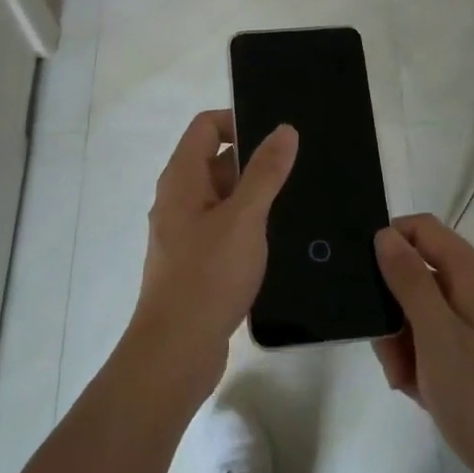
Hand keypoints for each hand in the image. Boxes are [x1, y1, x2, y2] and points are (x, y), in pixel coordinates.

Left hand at [127, 109, 298, 399]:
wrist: (176, 352)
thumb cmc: (207, 276)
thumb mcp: (244, 218)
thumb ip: (265, 172)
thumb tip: (284, 129)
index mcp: (181, 178)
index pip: (206, 126)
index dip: (239, 121)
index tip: (277, 137)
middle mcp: (178, 199)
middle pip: (216, 161)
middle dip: (255, 162)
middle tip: (298, 170)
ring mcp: (185, 232)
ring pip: (223, 198)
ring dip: (254, 196)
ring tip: (297, 203)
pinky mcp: (196, 262)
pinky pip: (224, 228)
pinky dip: (247, 226)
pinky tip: (278, 240)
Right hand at [373, 214, 473, 472]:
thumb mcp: (435, 334)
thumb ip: (408, 279)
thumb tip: (384, 235)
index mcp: (471, 275)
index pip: (421, 229)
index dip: (389, 241)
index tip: (363, 278)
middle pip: (417, 274)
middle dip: (392, 308)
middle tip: (386, 351)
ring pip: (421, 312)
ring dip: (402, 342)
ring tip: (405, 382)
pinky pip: (436, 342)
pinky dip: (420, 362)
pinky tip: (419, 392)